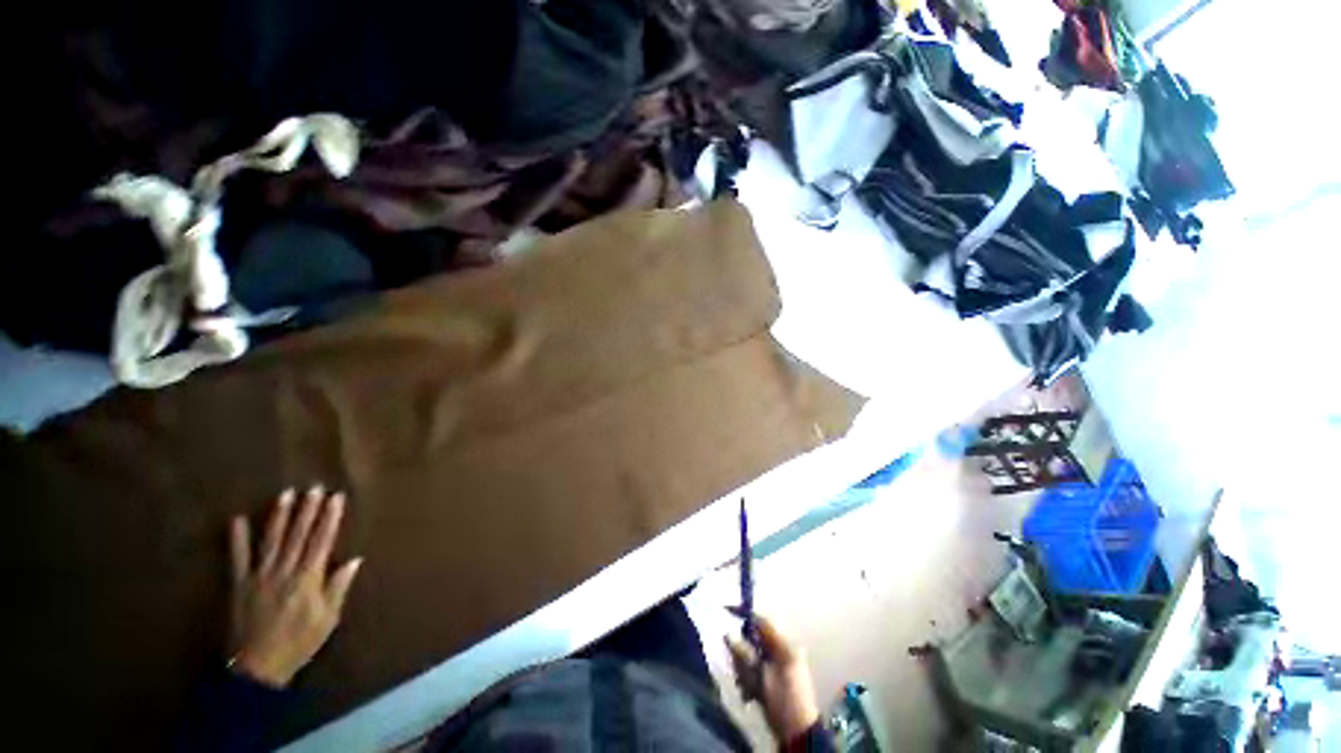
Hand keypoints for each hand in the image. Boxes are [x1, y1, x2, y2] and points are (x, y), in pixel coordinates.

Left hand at [228, 486, 362, 686]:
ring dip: (280, 516)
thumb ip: (338, 587)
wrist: (256, 667)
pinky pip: (238, 558)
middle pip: (298, 535)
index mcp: (308, 578)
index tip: (336, 497)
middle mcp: (284, 570)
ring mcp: (259, 575)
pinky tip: (238, 520)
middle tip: (314, 487)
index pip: (322, 540)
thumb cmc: (299, 642)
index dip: (330, 517)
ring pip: (272, 540)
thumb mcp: (328, 619)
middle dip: (308, 510)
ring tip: (286, 494)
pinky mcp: (239, 584)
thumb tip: (354, 560)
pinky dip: (238, 539)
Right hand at [725, 614, 820, 743]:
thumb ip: (744, 654)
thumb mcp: (761, 678)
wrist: (799, 733)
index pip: (762, 621)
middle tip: (736, 666)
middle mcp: (785, 650)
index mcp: (784, 646)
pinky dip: (753, 677)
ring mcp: (784, 663)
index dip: (744, 614)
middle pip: (757, 639)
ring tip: (745, 686)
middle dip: (743, 651)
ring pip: (757, 654)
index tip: (727, 610)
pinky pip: (761, 667)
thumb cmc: (782, 702)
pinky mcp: (781, 676)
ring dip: (747, 668)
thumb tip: (728, 634)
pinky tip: (749, 693)